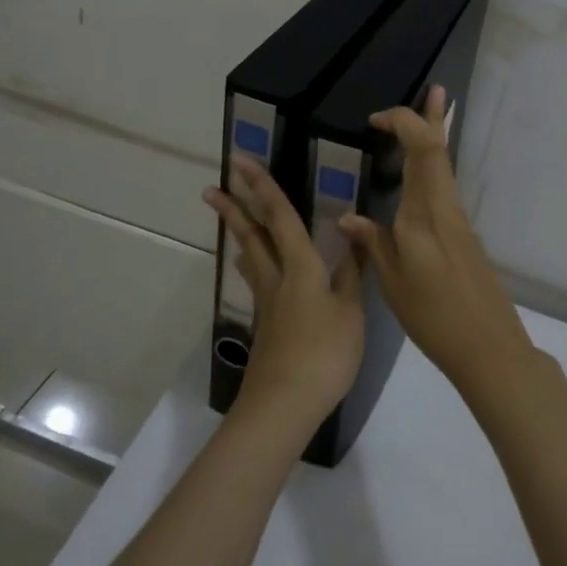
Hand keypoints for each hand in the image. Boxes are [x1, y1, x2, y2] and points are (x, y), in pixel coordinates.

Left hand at [204, 154, 364, 427]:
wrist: (285, 403)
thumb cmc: (324, 353)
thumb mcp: (350, 312)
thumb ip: (350, 274)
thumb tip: (353, 237)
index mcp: (301, 268)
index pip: (281, 217)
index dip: (263, 187)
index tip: (241, 161)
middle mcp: (278, 279)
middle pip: (253, 236)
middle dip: (235, 209)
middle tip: (212, 188)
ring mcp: (268, 304)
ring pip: (252, 260)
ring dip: (241, 237)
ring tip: (233, 223)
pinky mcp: (266, 326)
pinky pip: (259, 283)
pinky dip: (256, 267)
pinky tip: (261, 275)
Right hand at [337, 86, 530, 391]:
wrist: (490, 347)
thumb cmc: (434, 317)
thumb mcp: (392, 283)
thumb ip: (372, 243)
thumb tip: (348, 218)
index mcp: (424, 216)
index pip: (422, 152)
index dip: (404, 125)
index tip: (375, 122)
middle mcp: (446, 209)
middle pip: (441, 151)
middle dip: (433, 118)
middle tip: (435, 89)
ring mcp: (460, 222)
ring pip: (446, 168)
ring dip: (437, 139)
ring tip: (433, 115)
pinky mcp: (465, 237)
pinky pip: (446, 188)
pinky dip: (436, 168)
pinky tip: (425, 175)